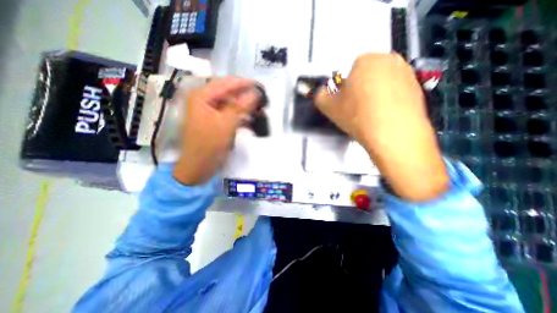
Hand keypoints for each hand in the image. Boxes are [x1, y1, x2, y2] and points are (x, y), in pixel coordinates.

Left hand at [173, 79, 261, 184]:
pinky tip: (252, 122)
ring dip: (246, 108)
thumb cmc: (209, 144)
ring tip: (260, 111)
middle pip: (229, 94)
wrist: (199, 167)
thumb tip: (255, 92)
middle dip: (246, 97)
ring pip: (232, 105)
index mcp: (202, 96)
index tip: (260, 85)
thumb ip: (241, 106)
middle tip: (262, 99)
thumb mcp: (226, 123)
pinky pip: (231, 115)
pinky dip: (242, 118)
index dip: (244, 84)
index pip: (226, 83)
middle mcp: (205, 101)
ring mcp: (211, 112)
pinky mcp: (217, 122)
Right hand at [317, 53, 446, 199]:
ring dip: (374, 95)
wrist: (392, 134)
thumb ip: (320, 96)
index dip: (345, 88)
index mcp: (366, 60)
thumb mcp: (328, 107)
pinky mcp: (418, 88)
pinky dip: (388, 101)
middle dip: (360, 88)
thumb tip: (322, 93)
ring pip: (381, 83)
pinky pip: (396, 91)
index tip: (345, 102)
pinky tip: (384, 115)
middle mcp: (389, 60)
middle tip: (357, 108)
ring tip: (370, 114)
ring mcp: (406, 73)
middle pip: (367, 75)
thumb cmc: (358, 116)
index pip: (350, 70)